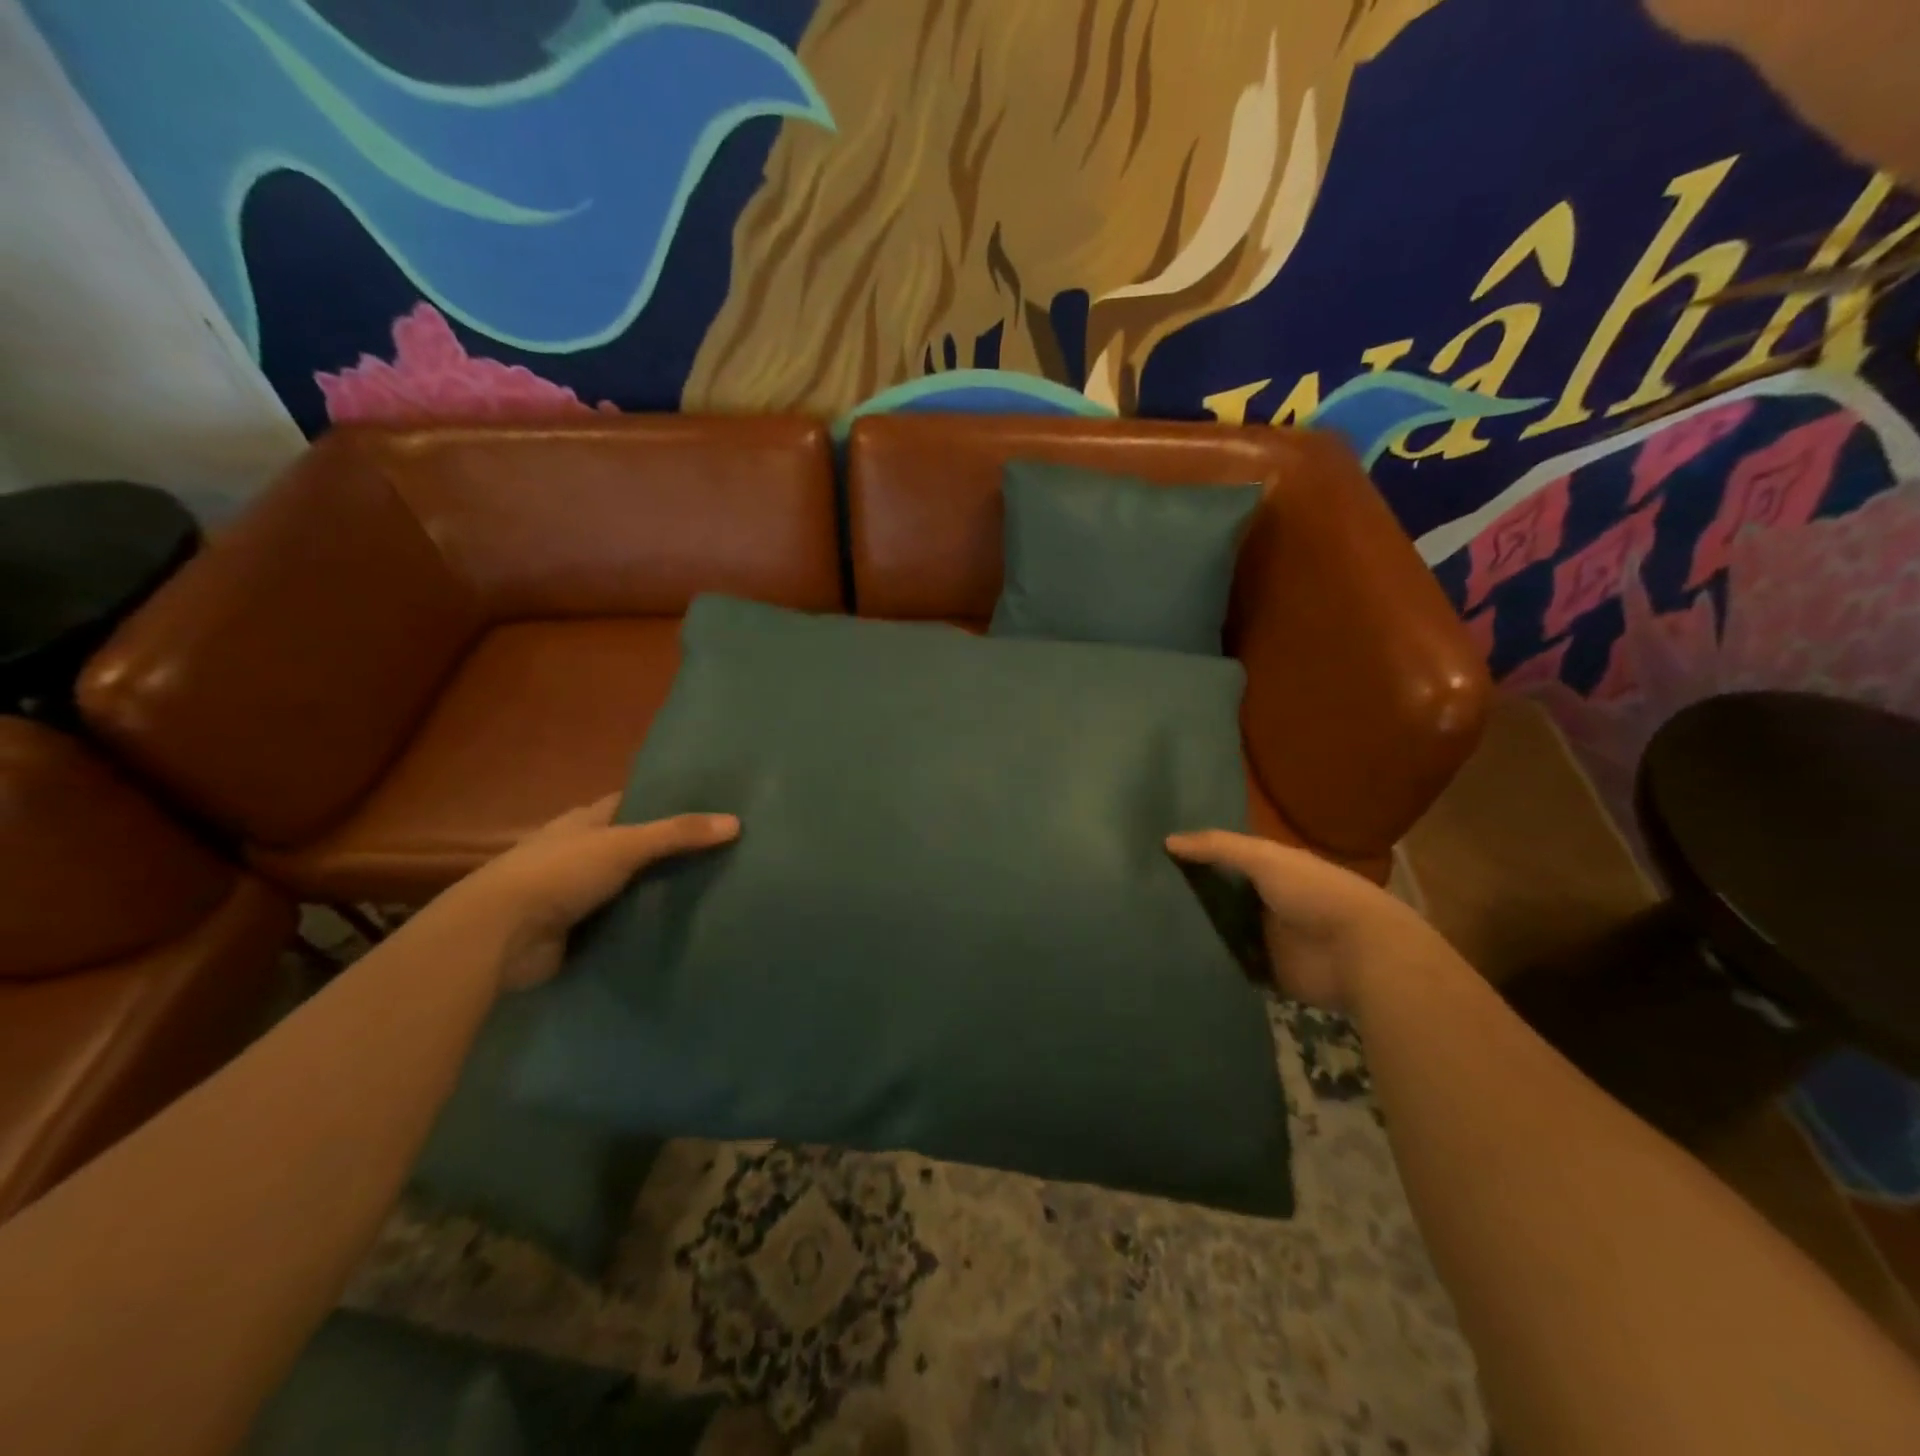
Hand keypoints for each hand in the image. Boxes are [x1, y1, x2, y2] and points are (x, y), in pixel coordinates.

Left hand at [447, 796, 739, 989]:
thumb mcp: (625, 844)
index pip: (630, 804)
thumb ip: (678, 834)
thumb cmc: (559, 873)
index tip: (706, 806)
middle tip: (721, 852)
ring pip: (628, 888)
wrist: (500, 937)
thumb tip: (735, 822)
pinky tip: (679, 928)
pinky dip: (644, 925)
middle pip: (632, 847)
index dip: (663, 802)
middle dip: (668, 851)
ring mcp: (574, 895)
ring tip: (712, 890)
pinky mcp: (576, 932)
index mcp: (583, 823)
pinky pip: (621, 923)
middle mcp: (578, 854)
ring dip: (656, 892)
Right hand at [1165, 830, 1438, 1012]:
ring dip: (1197, 932)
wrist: (1360, 952)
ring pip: (1222, 933)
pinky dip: (1212, 965)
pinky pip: (1232, 968)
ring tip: (1147, 929)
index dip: (1194, 858)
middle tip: (1142, 896)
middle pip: (1220, 898)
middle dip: (1188, 898)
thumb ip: (1218, 847)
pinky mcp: (1268, 974)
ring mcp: (1266, 940)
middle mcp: (1264, 903)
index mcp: (1269, 870)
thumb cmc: (1315, 893)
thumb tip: (1167, 841)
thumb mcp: (1264, 858)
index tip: (1153, 858)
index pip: (1224, 860)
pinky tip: (1175, 960)